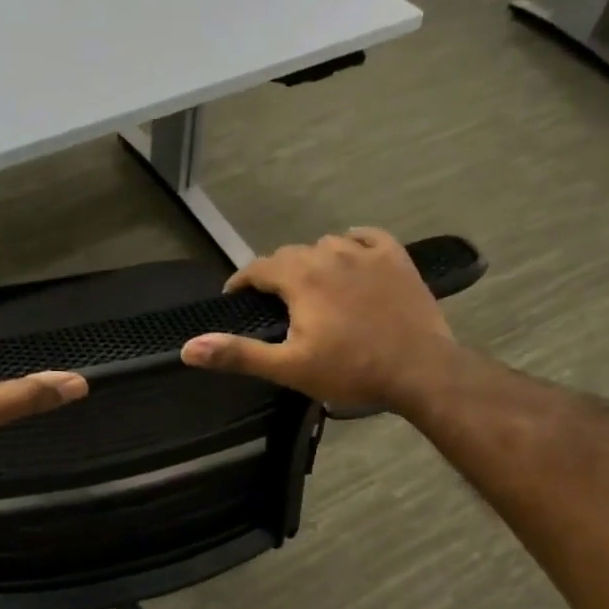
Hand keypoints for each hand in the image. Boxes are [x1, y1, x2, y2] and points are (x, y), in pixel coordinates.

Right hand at [180, 228, 457, 415]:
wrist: (420, 371)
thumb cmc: (351, 371)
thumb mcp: (288, 368)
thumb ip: (238, 354)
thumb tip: (188, 348)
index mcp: (301, 278)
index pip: (258, 268)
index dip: (242, 282)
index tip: (236, 299)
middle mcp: (329, 255)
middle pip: (291, 254)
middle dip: (276, 274)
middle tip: (274, 303)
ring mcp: (366, 254)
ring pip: (326, 244)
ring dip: (312, 261)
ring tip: (311, 286)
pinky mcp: (396, 259)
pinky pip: (367, 237)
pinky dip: (352, 243)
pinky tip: (350, 256)